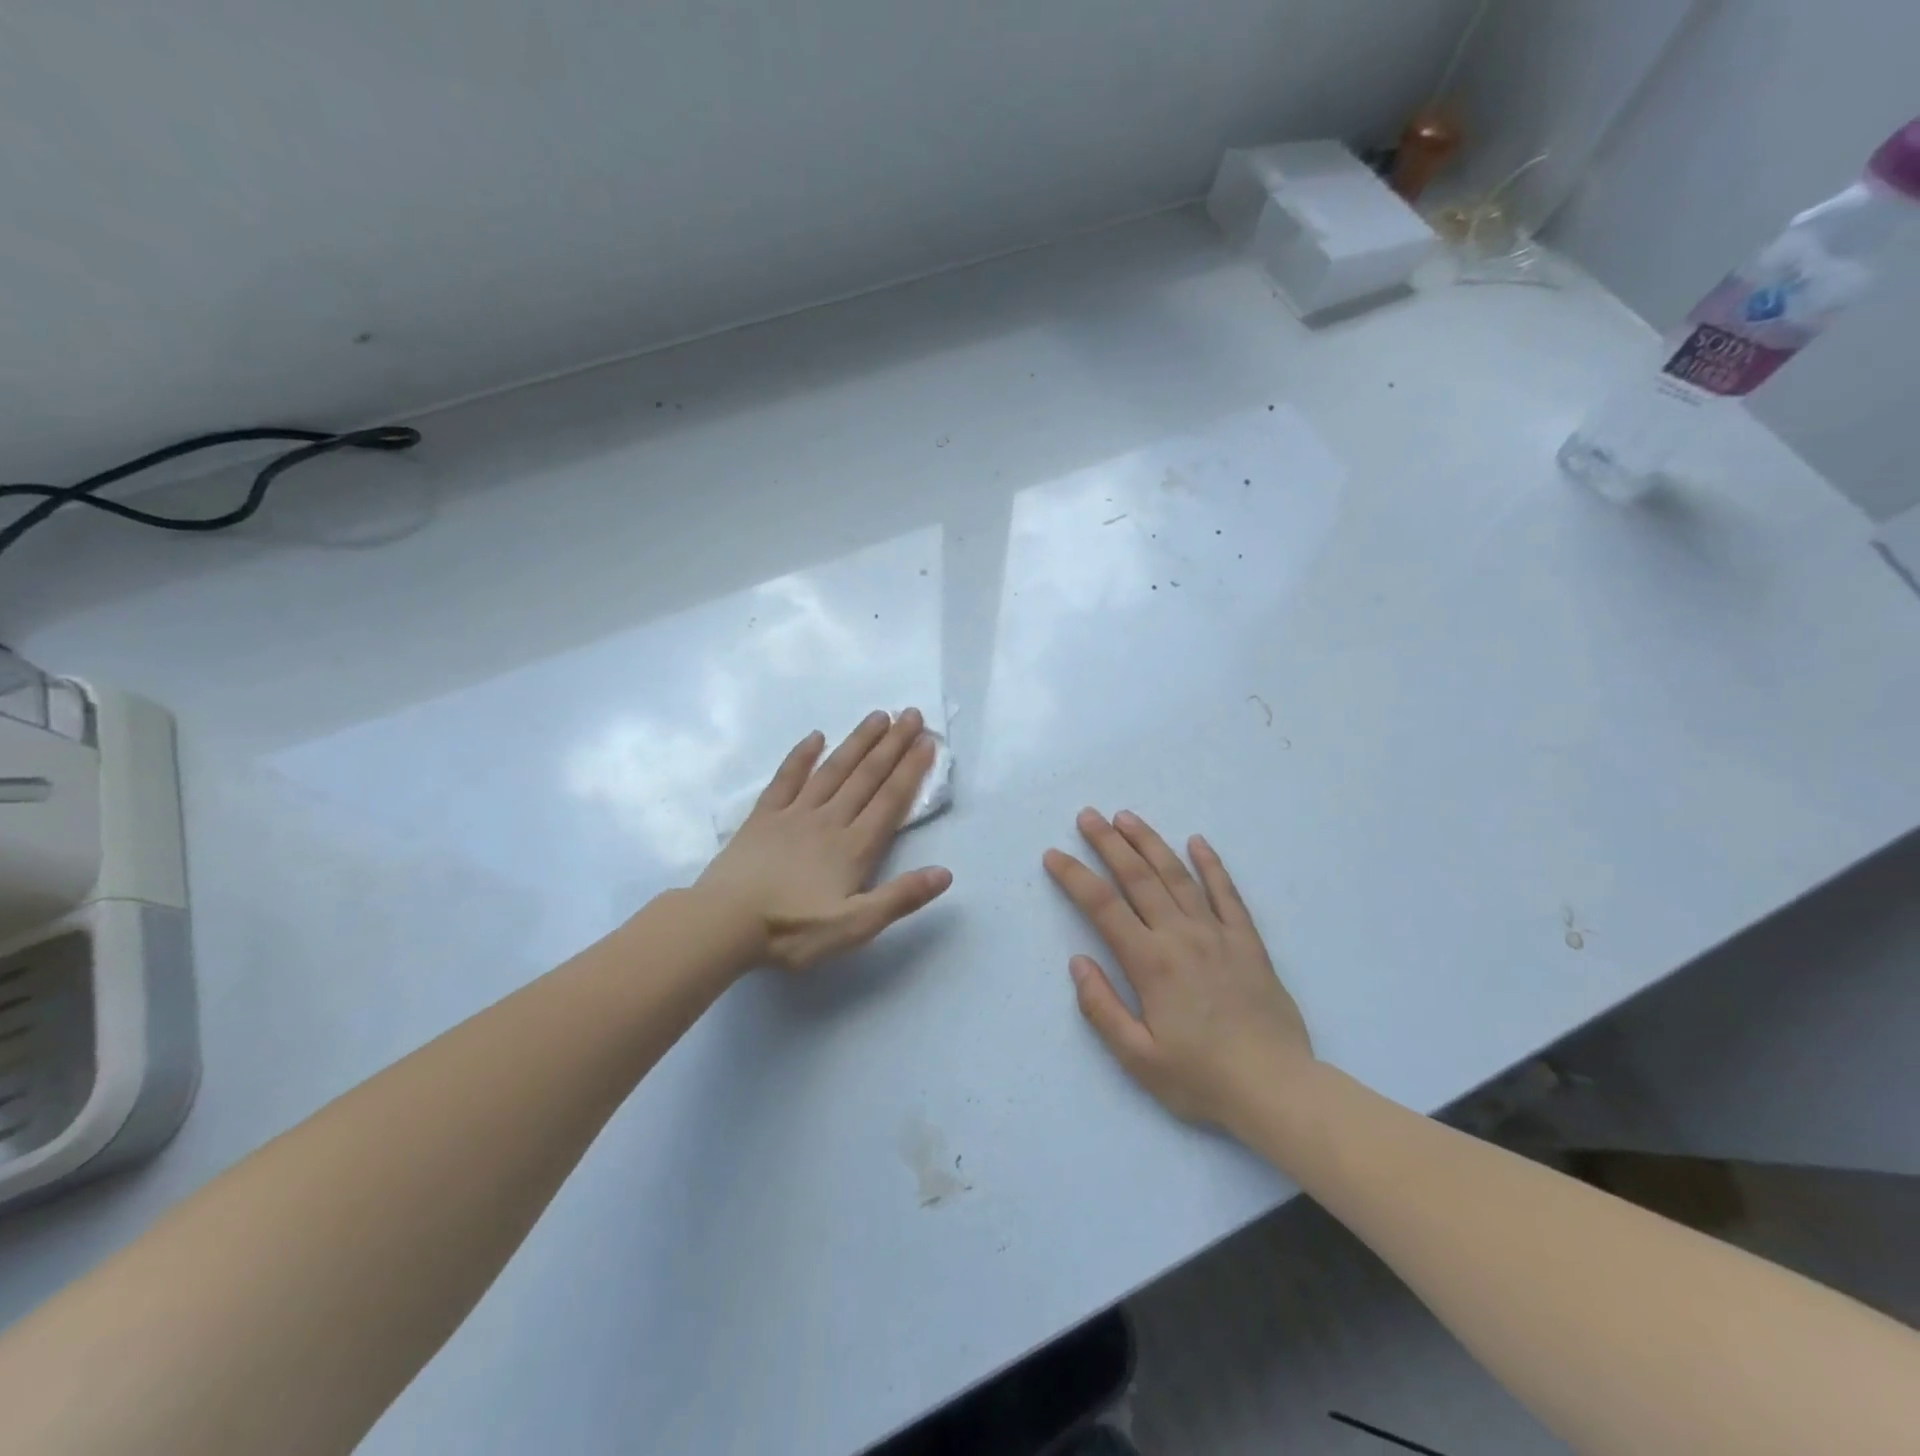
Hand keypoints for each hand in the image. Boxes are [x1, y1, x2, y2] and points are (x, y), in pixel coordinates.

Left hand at [696, 709, 952, 971]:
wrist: (725, 923)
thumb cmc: (793, 929)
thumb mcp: (855, 926)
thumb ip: (900, 898)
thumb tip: (945, 873)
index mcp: (854, 847)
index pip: (890, 800)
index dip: (911, 769)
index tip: (927, 740)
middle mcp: (829, 820)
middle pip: (866, 776)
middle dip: (892, 744)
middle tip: (911, 713)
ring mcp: (794, 814)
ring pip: (833, 770)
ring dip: (857, 741)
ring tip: (877, 716)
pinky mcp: (763, 817)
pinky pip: (786, 778)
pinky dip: (801, 756)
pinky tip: (815, 737)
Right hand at [1043, 809, 1311, 1128]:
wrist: (1277, 1089)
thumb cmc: (1201, 1078)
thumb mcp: (1137, 1057)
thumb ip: (1102, 1007)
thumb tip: (1078, 962)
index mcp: (1150, 963)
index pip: (1103, 906)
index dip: (1075, 876)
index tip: (1054, 854)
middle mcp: (1181, 936)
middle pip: (1138, 877)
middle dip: (1108, 843)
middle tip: (1087, 815)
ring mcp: (1217, 934)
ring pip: (1178, 876)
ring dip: (1150, 843)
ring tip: (1127, 817)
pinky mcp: (1248, 942)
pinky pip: (1228, 893)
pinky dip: (1212, 865)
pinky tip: (1198, 842)